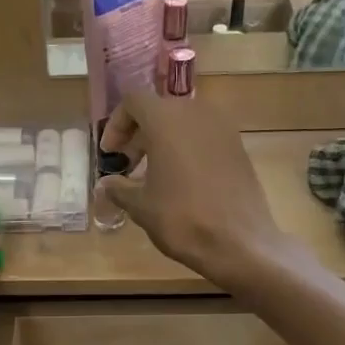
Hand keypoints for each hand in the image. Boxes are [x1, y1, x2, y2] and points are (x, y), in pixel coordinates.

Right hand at [97, 92, 287, 285]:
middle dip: (139, 134)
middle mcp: (196, 113)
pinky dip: (187, 149)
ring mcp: (222, 128)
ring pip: (183, 123)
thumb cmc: (182, 219)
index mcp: (166, 120)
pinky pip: (204, 137)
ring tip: (154, 174)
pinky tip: (181, 181)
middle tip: (128, 165)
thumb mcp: (141, 206)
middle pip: (159, 110)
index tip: (111, 154)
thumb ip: (119, 188)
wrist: (239, 242)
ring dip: (164, 141)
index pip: (134, 101)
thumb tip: (106, 184)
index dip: (116, 124)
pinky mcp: (238, 146)